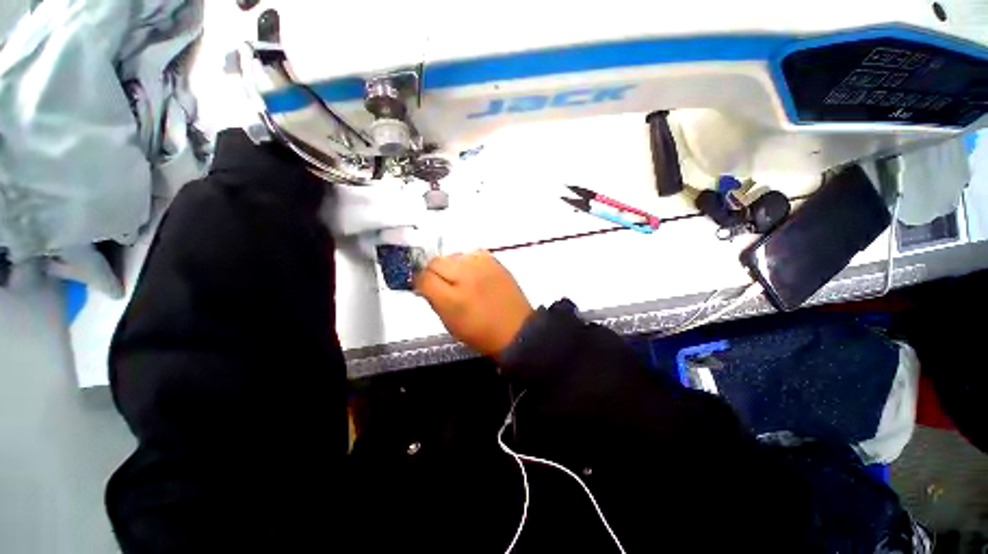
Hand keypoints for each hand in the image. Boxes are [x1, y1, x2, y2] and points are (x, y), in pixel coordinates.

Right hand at [415, 251, 533, 356]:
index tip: (422, 287)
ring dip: (451, 266)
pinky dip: (467, 262)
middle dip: (434, 272)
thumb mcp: (449, 324)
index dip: (419, 281)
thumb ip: (433, 300)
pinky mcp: (494, 260)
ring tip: (460, 280)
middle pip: (436, 261)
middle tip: (441, 284)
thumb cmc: (481, 333)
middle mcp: (466, 276)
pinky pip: (471, 254)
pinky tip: (473, 274)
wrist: (516, 329)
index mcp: (452, 298)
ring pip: (453, 255)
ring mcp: (482, 265)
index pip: (423, 277)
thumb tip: (424, 285)